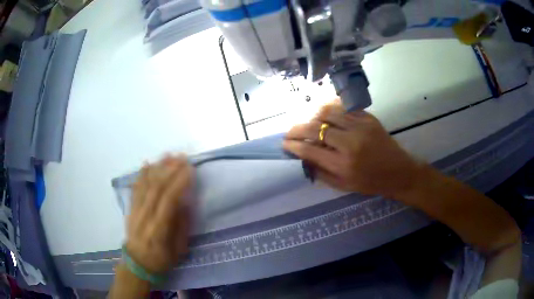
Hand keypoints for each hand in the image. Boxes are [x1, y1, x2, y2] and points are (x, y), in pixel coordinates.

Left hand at [125, 155, 194, 273]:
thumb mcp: (179, 250)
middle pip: (156, 188)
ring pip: (145, 185)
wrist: (138, 263)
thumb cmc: (162, 259)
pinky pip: (135, 188)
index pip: (168, 201)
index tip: (190, 169)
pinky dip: (141, 175)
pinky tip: (147, 163)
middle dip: (170, 170)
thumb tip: (185, 202)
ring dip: (157, 168)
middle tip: (182, 157)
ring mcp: (135, 211)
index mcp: (159, 229)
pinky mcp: (130, 209)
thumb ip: (182, 226)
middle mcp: (145, 217)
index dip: (179, 183)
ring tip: (168, 155)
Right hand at [283, 102, 422, 197]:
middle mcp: (350, 143)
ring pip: (327, 112)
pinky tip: (324, 114)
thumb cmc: (371, 183)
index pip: (310, 150)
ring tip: (308, 123)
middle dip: (297, 129)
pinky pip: (343, 107)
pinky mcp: (368, 117)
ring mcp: (360, 126)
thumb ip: (321, 172)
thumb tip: (303, 158)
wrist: (398, 172)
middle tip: (290, 132)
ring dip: (312, 116)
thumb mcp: (344, 186)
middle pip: (315, 128)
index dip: (294, 145)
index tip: (285, 143)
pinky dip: (330, 109)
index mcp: (343, 164)